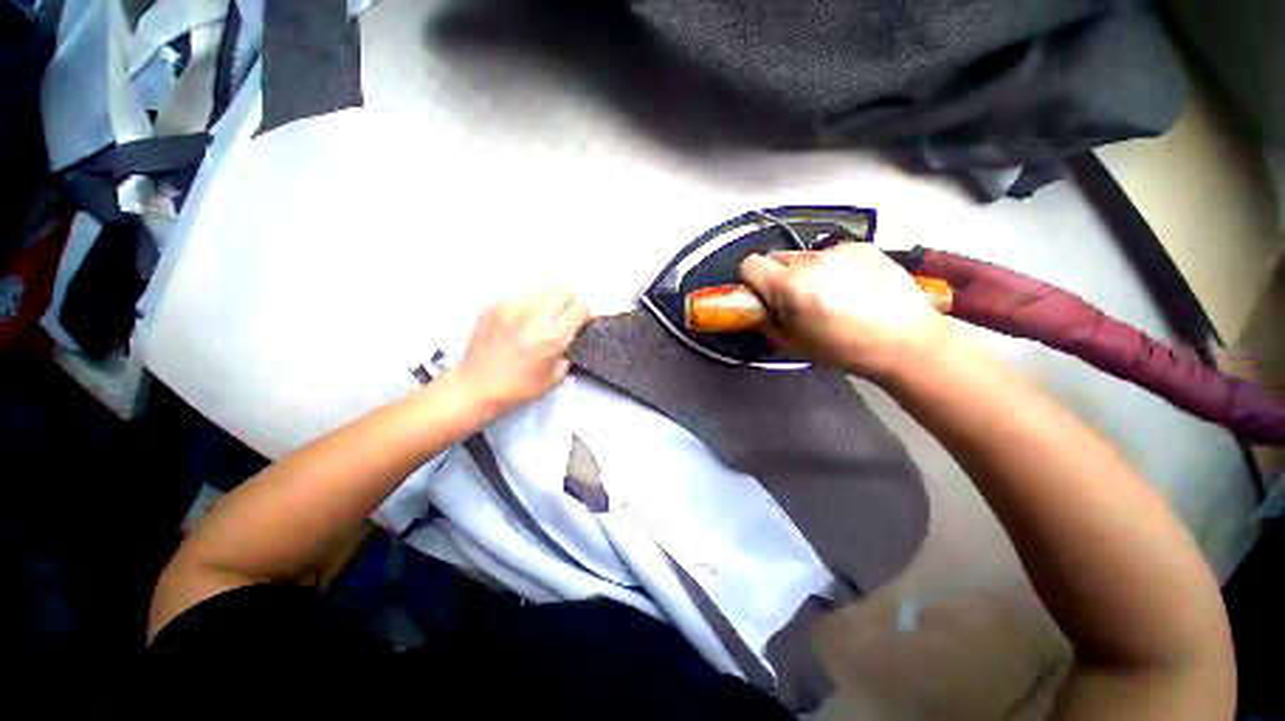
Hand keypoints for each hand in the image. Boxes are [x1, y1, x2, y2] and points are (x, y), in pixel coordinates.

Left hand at [450, 288, 589, 416]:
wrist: (475, 387)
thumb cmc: (518, 388)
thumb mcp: (555, 378)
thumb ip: (567, 353)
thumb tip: (569, 338)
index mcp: (552, 336)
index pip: (580, 308)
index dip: (584, 315)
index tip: (581, 323)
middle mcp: (534, 316)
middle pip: (564, 292)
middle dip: (569, 303)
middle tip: (564, 318)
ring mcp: (512, 307)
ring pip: (543, 289)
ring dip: (548, 300)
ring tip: (543, 315)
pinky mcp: (495, 306)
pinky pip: (520, 295)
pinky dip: (527, 303)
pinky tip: (522, 319)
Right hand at [739, 243, 948, 381]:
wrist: (907, 340)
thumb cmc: (844, 349)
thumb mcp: (793, 344)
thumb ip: (768, 322)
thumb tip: (762, 308)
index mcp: (790, 286)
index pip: (750, 264)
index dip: (752, 280)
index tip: (762, 296)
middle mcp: (811, 260)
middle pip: (775, 256)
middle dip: (777, 275)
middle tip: (795, 298)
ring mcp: (839, 250)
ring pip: (804, 256)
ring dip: (806, 272)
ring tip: (830, 296)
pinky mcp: (862, 246)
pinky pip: (832, 254)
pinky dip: (833, 268)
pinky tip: (853, 288)